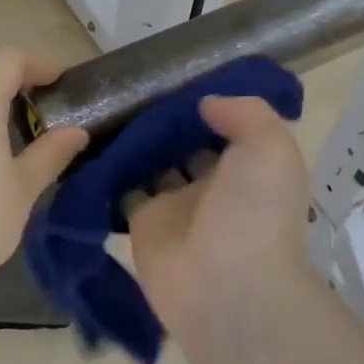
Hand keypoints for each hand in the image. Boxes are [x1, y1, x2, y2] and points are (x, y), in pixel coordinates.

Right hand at [125, 95, 310, 326]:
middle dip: (166, 120)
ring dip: (136, 142)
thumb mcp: (270, 147)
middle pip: (185, 144)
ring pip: (152, 163)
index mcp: (248, 168)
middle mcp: (213, 185)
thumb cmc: (254, 211)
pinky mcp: (142, 224)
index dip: (205, 104)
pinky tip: (92, 140)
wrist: (226, 287)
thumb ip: (245, 113)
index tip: (175, 76)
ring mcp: (176, 205)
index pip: (224, 128)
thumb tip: (206, 104)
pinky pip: (122, 190)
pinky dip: (109, 171)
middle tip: (133, 85)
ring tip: (108, 104)